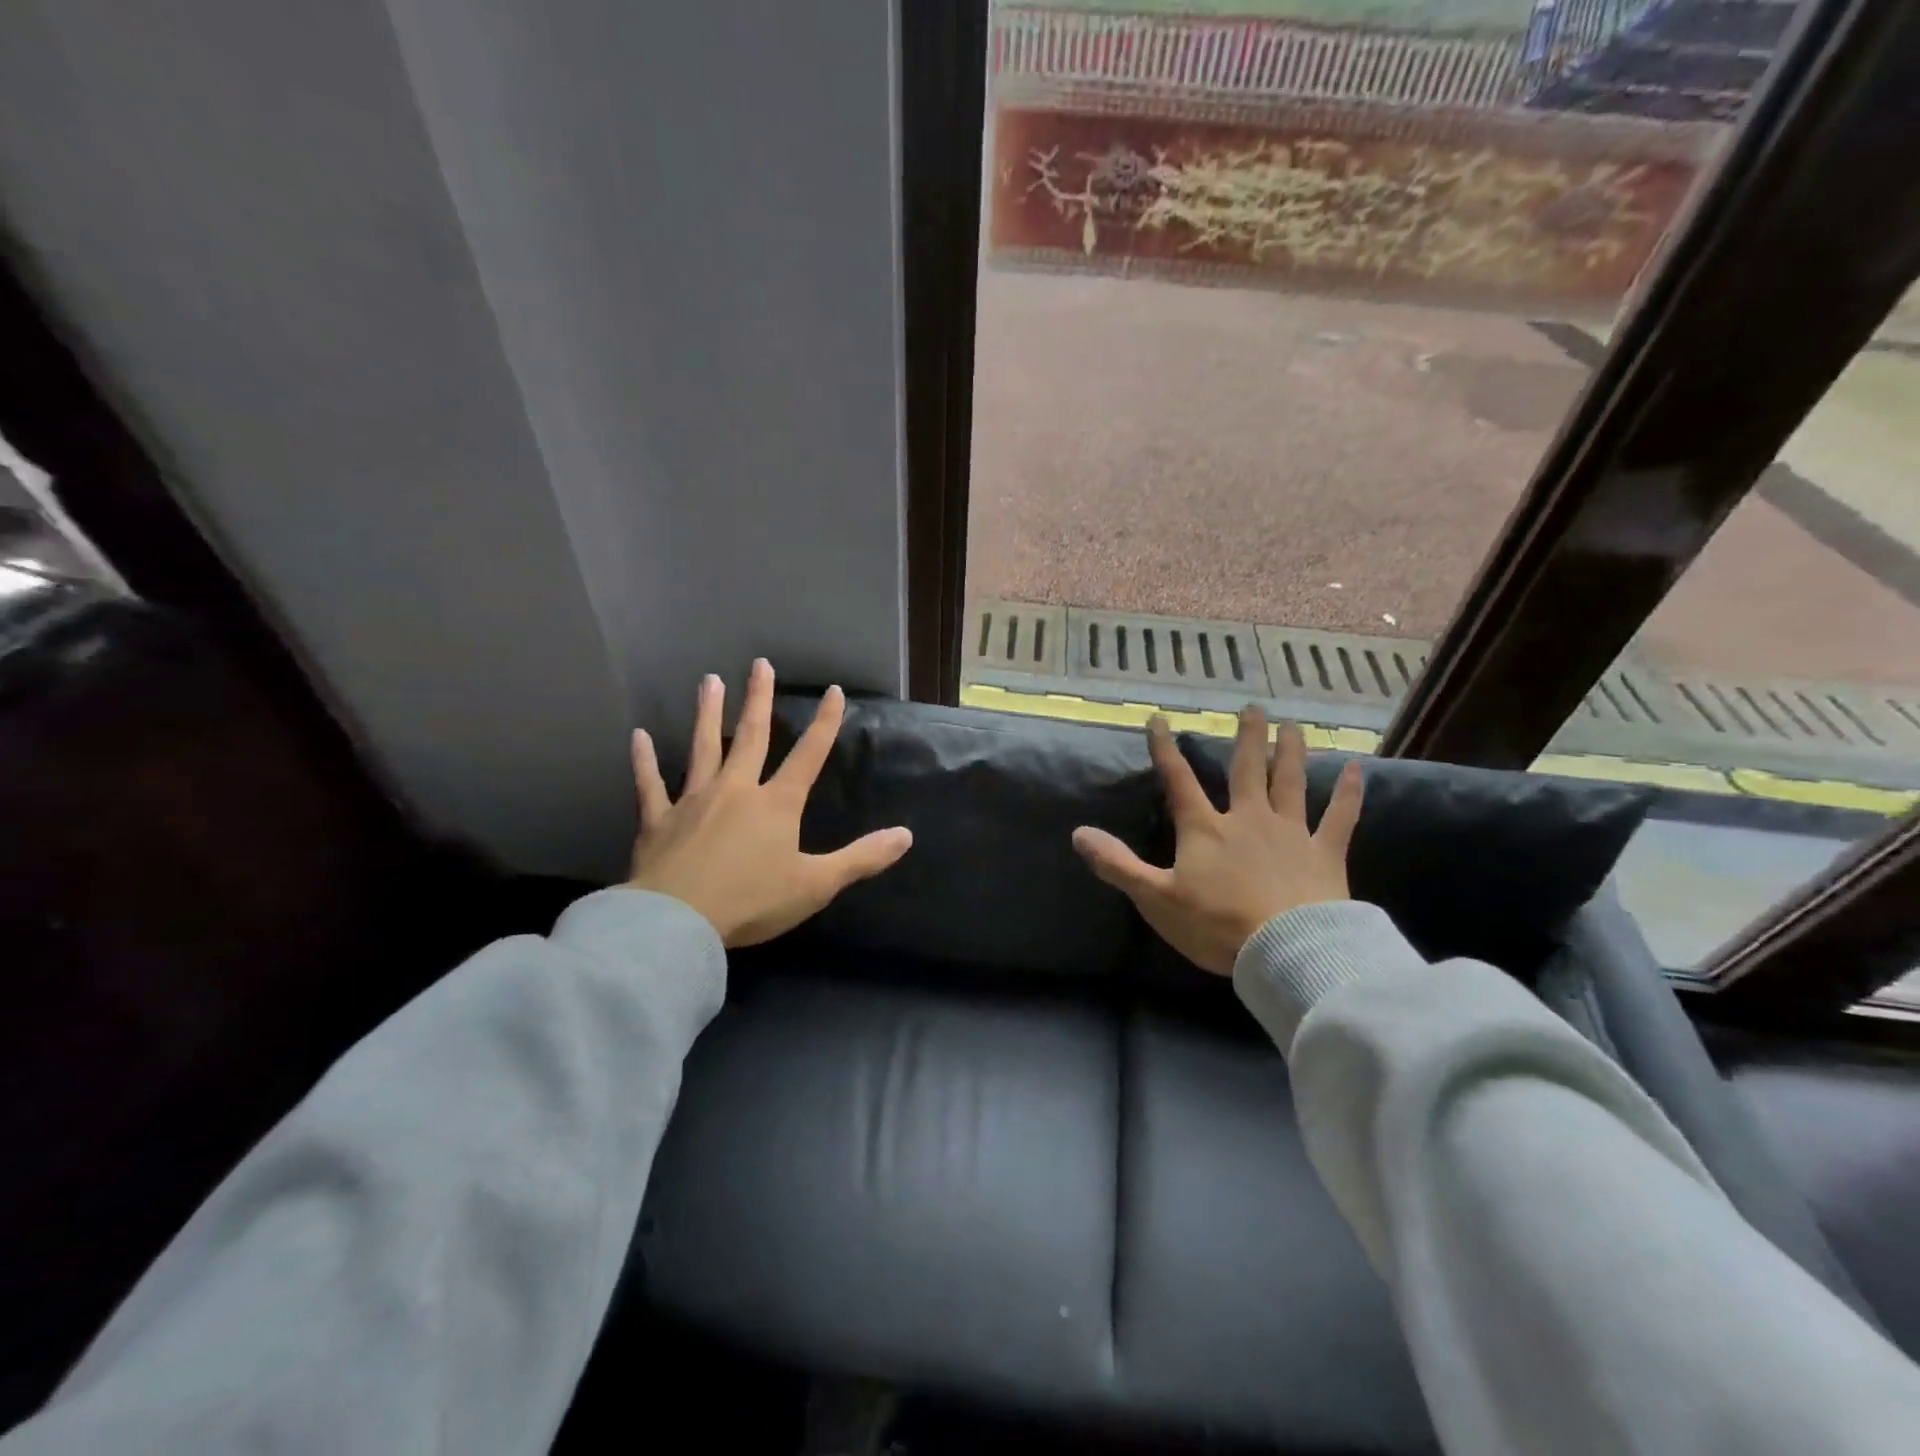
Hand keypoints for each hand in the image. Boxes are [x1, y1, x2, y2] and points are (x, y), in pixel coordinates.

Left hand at [626, 659, 912, 946]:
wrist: (678, 922)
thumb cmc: (752, 902)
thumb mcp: (817, 884)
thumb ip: (862, 857)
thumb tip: (906, 835)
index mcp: (776, 805)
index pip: (809, 756)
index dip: (824, 723)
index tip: (833, 691)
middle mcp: (736, 791)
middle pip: (752, 737)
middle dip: (759, 699)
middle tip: (759, 664)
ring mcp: (693, 801)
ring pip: (703, 748)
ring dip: (707, 714)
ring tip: (709, 681)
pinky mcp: (658, 820)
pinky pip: (650, 784)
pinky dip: (643, 760)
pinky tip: (638, 736)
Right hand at [1072, 710, 1362, 975]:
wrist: (1286, 951)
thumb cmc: (1216, 925)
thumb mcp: (1155, 898)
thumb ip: (1117, 864)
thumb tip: (1078, 833)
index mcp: (1205, 829)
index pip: (1179, 781)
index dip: (1165, 750)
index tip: (1159, 720)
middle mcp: (1248, 819)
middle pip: (1246, 769)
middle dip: (1247, 737)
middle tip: (1253, 707)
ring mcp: (1290, 832)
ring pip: (1291, 782)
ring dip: (1291, 752)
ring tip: (1293, 725)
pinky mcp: (1325, 853)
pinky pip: (1340, 817)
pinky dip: (1349, 793)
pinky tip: (1357, 769)